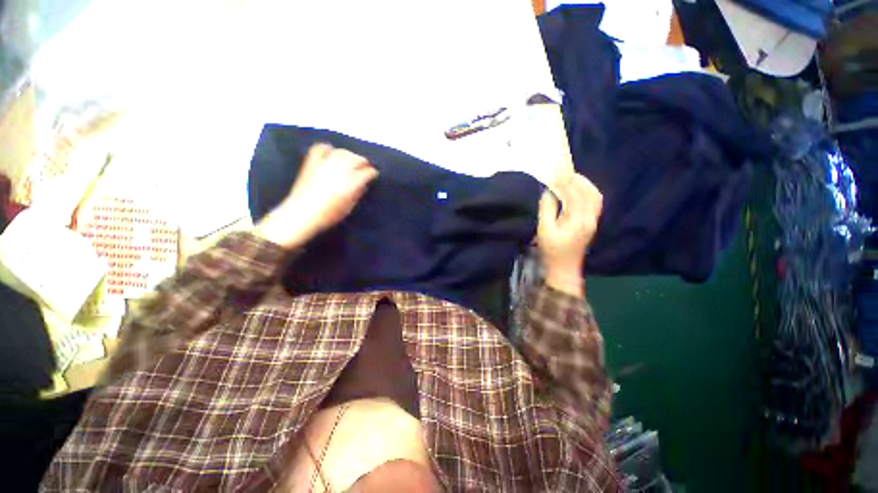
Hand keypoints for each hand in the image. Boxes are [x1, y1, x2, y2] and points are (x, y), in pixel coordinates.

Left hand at [254, 143, 377, 248]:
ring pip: (341, 152)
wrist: (302, 214)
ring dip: (349, 154)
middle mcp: (339, 171)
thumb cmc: (328, 215)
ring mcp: (324, 165)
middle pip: (355, 159)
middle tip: (365, 166)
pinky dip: (327, 148)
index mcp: (351, 183)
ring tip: (351, 159)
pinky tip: (331, 151)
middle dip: (362, 161)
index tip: (374, 174)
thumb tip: (363, 184)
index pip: (367, 172)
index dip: (372, 172)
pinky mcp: (311, 163)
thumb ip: (357, 193)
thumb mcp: (348, 208)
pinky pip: (320, 149)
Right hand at [538, 173, 602, 296]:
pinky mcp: (591, 223)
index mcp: (578, 221)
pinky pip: (594, 203)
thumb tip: (548, 192)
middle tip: (565, 171)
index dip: (566, 182)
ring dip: (585, 185)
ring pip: (595, 197)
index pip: (575, 196)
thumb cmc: (551, 250)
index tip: (557, 172)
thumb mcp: (544, 230)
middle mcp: (590, 219)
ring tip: (572, 177)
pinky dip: (587, 192)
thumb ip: (547, 209)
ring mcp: (593, 221)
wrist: (564, 267)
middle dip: (578, 180)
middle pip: (590, 194)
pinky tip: (578, 189)